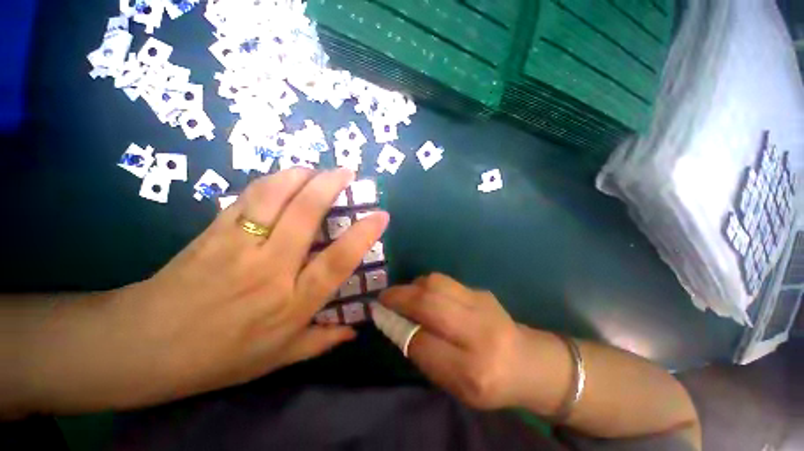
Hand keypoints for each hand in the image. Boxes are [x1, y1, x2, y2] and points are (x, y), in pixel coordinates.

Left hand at [27, 169, 388, 411]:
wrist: (143, 348)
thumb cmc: (217, 358)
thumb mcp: (277, 358)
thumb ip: (321, 342)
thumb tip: (354, 331)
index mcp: (290, 304)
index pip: (336, 262)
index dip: (362, 235)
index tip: (381, 215)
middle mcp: (269, 270)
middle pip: (304, 216)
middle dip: (330, 187)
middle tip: (347, 172)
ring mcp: (237, 247)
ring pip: (273, 197)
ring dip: (299, 176)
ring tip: (316, 169)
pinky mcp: (212, 232)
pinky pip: (246, 198)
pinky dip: (270, 182)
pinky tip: (283, 177)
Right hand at [379, 274, 522, 409]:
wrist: (529, 361)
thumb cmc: (490, 383)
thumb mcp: (455, 385)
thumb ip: (425, 356)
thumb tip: (397, 324)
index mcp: (473, 371)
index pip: (422, 343)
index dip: (397, 327)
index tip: (382, 317)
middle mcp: (480, 334)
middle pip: (429, 304)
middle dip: (399, 297)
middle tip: (384, 298)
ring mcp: (483, 305)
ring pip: (436, 284)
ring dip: (412, 286)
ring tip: (403, 294)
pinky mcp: (481, 291)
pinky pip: (445, 281)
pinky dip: (426, 284)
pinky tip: (423, 293)